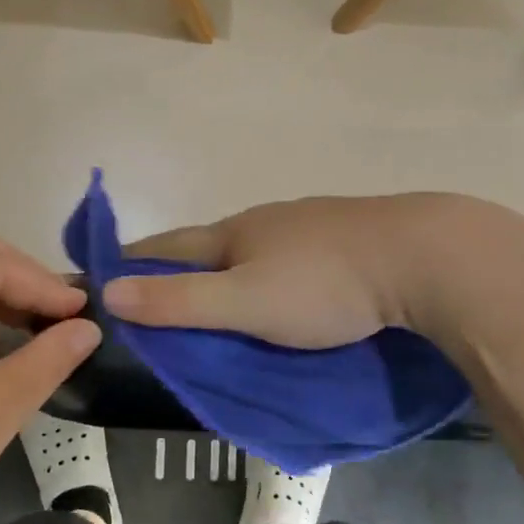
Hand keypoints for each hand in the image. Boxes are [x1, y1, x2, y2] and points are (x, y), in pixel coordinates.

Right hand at [102, 194, 491, 348]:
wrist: (422, 256)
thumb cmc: (323, 283)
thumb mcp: (244, 302)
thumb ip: (180, 301)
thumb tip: (108, 292)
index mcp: (236, 233)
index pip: (168, 245)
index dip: (133, 258)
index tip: (101, 270)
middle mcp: (267, 220)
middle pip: (209, 243)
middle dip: (179, 264)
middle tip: (156, 293)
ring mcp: (309, 225)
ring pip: (254, 248)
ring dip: (227, 268)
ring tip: (217, 294)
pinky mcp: (345, 239)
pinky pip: (291, 256)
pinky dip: (270, 272)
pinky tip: (282, 286)